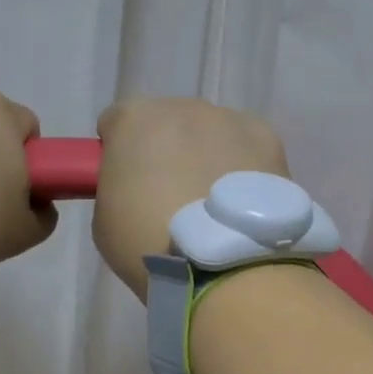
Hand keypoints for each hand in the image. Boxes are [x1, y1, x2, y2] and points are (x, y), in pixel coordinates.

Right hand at [93, 98, 289, 299]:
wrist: (222, 266)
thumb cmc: (149, 245)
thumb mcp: (104, 221)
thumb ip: (116, 187)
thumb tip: (136, 185)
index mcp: (133, 120)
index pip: (115, 123)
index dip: (118, 153)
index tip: (126, 184)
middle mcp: (182, 107)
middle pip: (167, 122)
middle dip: (166, 151)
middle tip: (171, 199)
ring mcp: (230, 120)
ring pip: (210, 133)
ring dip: (206, 157)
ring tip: (212, 207)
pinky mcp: (268, 140)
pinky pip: (246, 148)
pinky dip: (242, 167)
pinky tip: (241, 204)